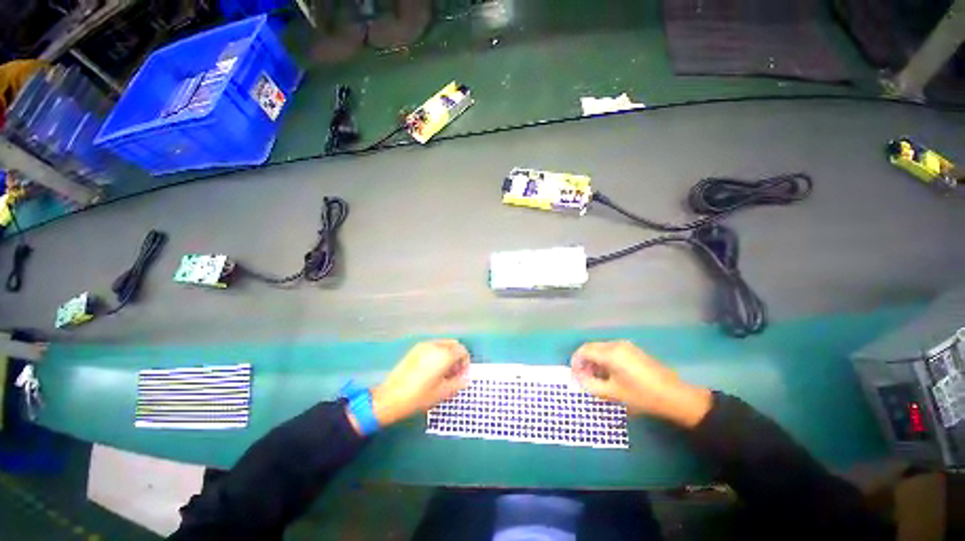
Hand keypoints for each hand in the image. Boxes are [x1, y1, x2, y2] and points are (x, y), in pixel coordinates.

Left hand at [367, 340, 469, 427]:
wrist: (390, 398)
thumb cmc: (419, 397)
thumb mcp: (443, 393)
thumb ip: (459, 382)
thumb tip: (467, 377)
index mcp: (444, 354)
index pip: (462, 351)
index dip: (465, 362)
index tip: (462, 375)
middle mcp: (435, 345)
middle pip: (453, 345)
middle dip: (457, 357)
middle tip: (454, 374)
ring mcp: (423, 346)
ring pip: (443, 345)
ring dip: (448, 355)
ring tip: (443, 373)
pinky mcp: (415, 350)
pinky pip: (433, 347)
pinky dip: (437, 354)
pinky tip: (431, 370)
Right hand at [570, 341, 712, 427]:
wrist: (675, 396)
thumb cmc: (642, 396)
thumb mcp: (613, 393)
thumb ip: (591, 385)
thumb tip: (578, 379)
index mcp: (611, 353)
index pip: (584, 350)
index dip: (575, 361)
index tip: (574, 375)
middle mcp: (616, 344)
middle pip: (592, 347)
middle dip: (584, 361)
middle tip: (583, 378)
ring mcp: (626, 346)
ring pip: (601, 349)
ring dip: (594, 360)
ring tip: (595, 378)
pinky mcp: (633, 351)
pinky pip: (611, 351)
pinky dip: (604, 360)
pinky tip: (608, 374)